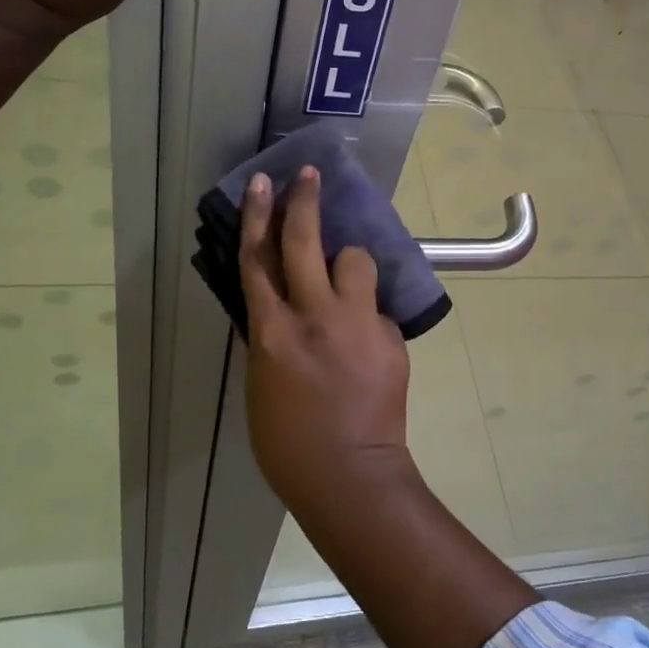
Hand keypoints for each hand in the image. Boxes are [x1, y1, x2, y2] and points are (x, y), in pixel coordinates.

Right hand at [238, 167, 413, 512]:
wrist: (349, 474)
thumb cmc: (288, 441)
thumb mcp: (261, 382)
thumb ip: (271, 334)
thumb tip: (279, 303)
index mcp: (273, 331)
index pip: (258, 259)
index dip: (258, 215)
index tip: (262, 182)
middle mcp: (316, 315)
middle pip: (306, 241)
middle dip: (304, 200)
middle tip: (307, 173)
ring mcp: (358, 323)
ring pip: (355, 261)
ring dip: (348, 265)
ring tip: (346, 287)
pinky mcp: (390, 337)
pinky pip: (377, 309)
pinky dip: (369, 317)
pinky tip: (366, 347)